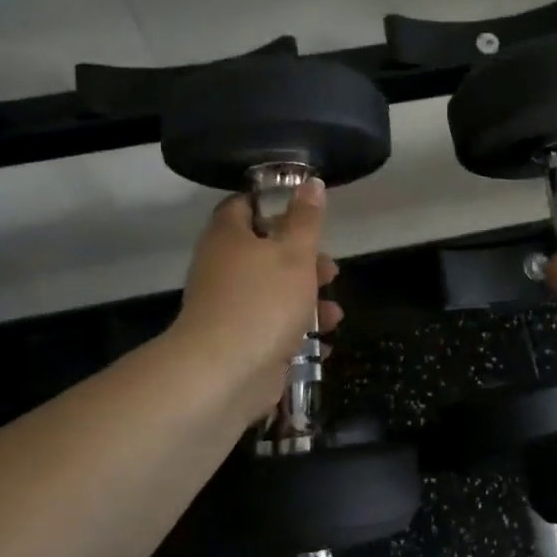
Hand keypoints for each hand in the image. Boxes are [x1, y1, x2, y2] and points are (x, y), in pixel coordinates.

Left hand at [175, 179, 342, 419]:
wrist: (225, 373)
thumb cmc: (263, 301)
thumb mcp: (295, 253)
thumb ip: (306, 219)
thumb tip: (310, 183)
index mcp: (229, 238)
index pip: (243, 206)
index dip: (273, 204)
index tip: (305, 212)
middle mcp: (223, 269)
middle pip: (265, 253)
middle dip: (304, 262)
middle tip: (330, 270)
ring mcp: (229, 308)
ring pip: (273, 294)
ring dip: (307, 302)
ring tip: (334, 315)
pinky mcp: (239, 342)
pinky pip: (272, 329)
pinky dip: (297, 334)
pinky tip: (324, 344)